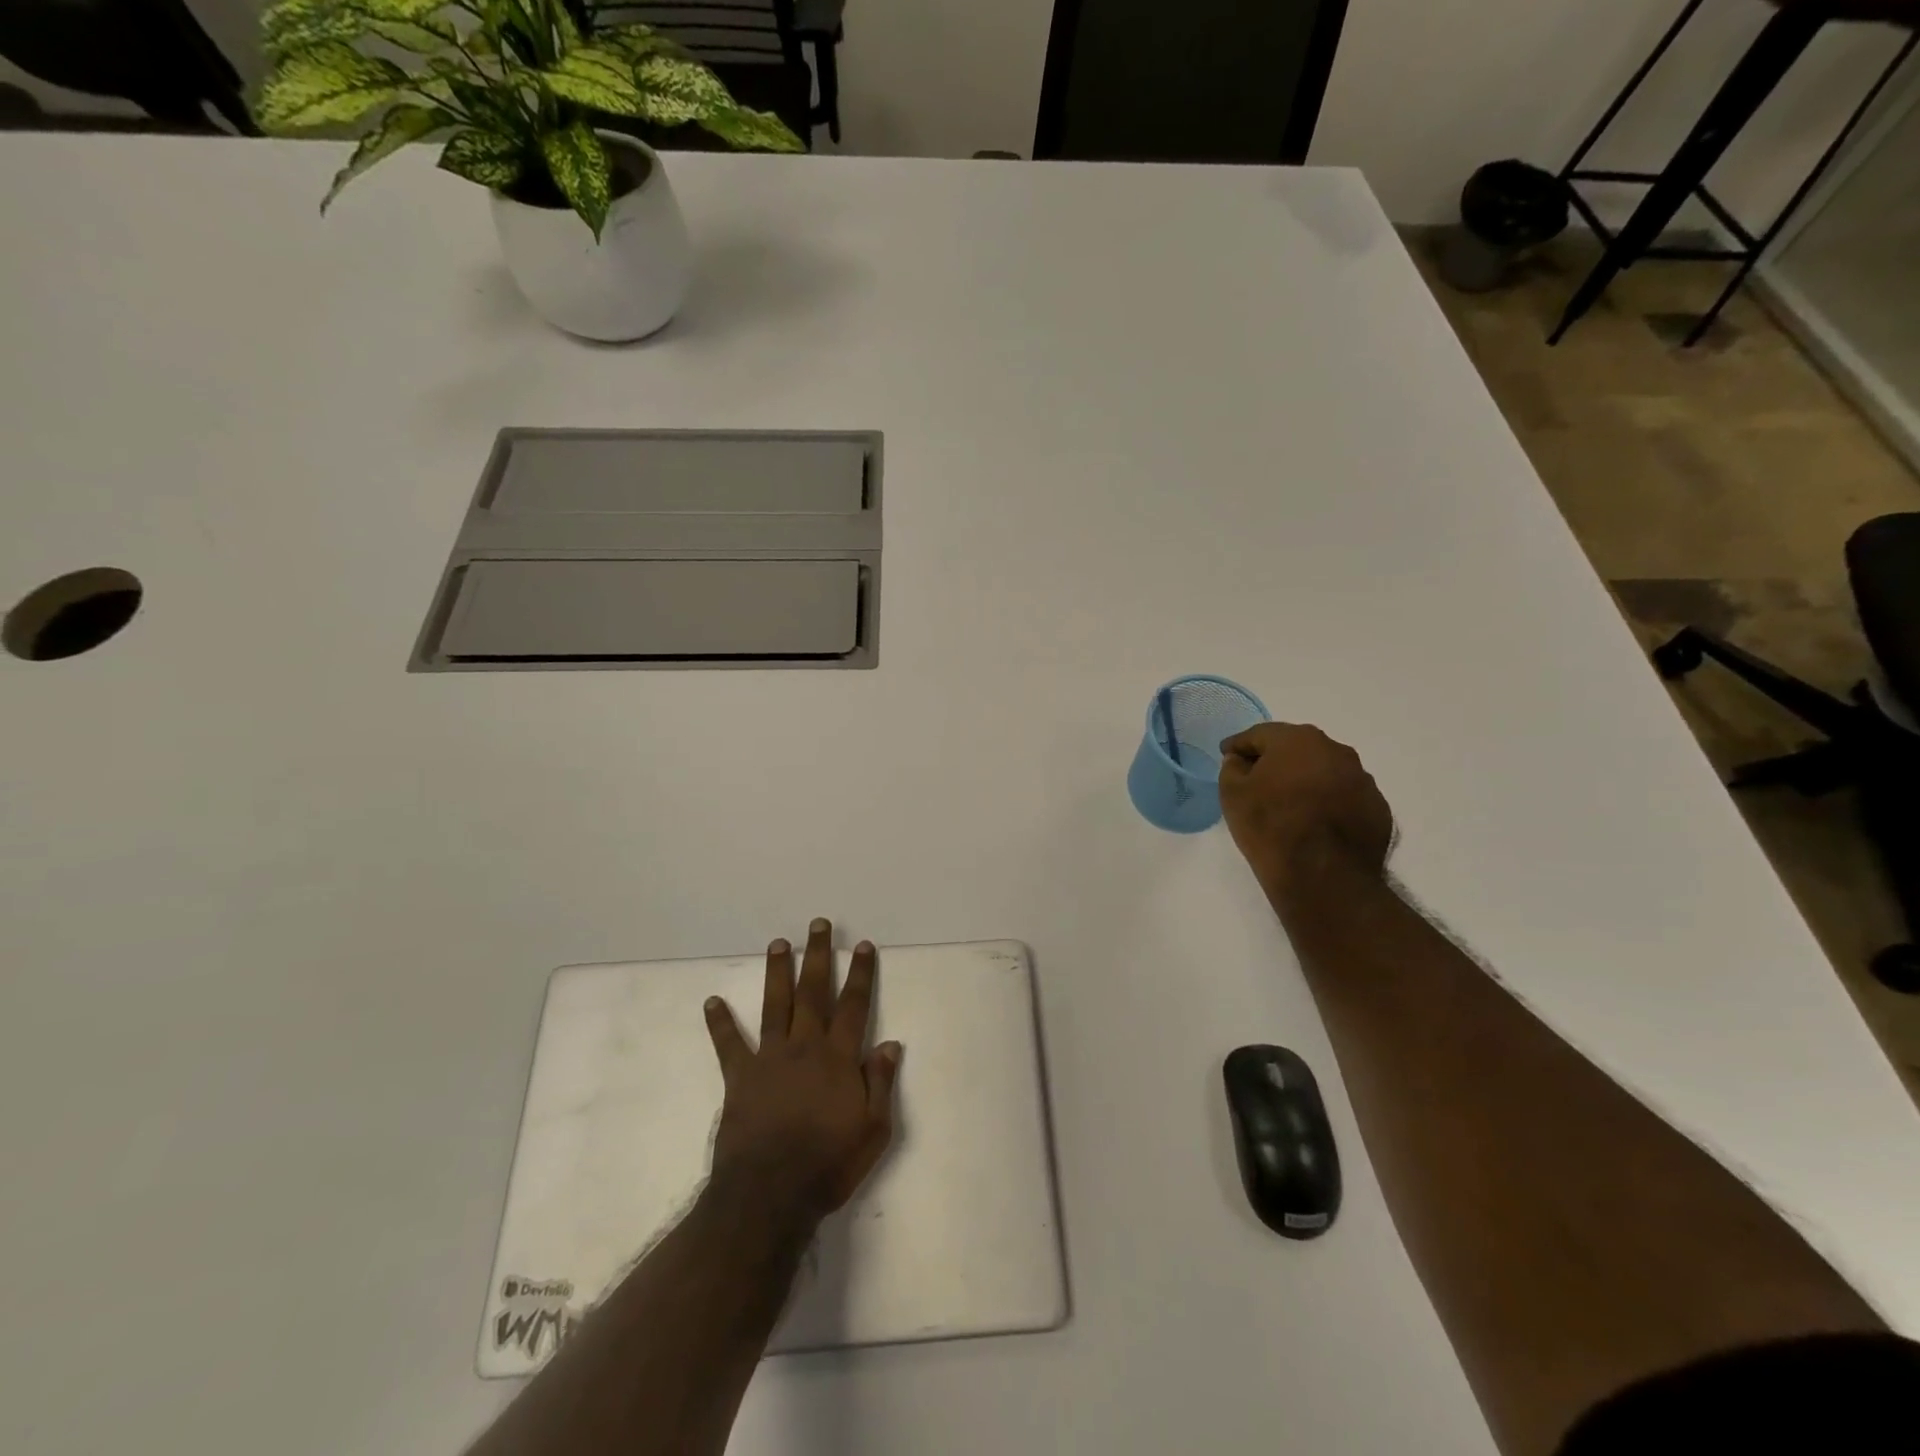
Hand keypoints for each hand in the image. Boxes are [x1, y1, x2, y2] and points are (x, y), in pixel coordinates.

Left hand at [704, 918, 901, 1222]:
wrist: (770, 1195)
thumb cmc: (828, 1164)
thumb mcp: (873, 1130)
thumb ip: (881, 1083)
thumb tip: (889, 1043)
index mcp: (838, 1057)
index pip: (854, 1005)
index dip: (861, 974)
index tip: (863, 945)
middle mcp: (805, 1047)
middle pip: (814, 992)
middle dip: (819, 956)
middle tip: (818, 925)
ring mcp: (770, 1059)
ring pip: (775, 1005)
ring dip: (778, 972)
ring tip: (778, 943)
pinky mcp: (740, 1078)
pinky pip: (729, 1045)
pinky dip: (720, 1023)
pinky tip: (712, 1001)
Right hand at [1219, 723, 1393, 901]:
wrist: (1324, 875)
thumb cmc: (1271, 826)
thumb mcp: (1233, 795)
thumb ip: (1232, 768)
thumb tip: (1240, 760)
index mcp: (1297, 740)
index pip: (1260, 734)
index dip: (1239, 745)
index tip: (1227, 754)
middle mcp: (1335, 750)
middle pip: (1296, 747)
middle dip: (1276, 759)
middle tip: (1257, 777)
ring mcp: (1361, 778)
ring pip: (1324, 770)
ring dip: (1306, 779)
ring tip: (1289, 803)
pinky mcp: (1377, 807)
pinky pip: (1344, 795)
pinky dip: (1328, 801)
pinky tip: (1316, 822)